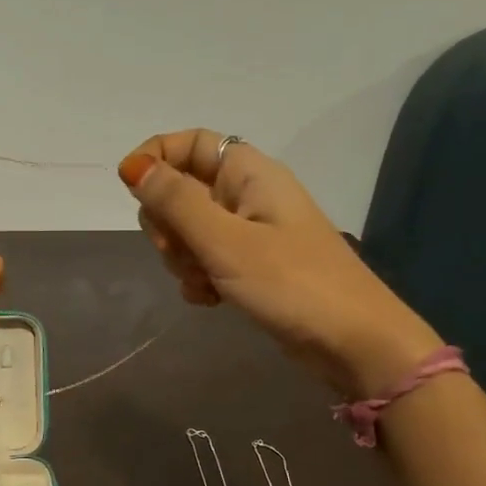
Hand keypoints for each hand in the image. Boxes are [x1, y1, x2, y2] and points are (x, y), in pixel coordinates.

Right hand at [117, 129, 440, 398]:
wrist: (354, 343)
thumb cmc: (291, 283)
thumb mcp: (224, 240)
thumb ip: (175, 202)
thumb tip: (133, 166)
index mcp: (248, 174)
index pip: (190, 142)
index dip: (156, 157)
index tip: (131, 188)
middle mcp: (248, 195)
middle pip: (182, 190)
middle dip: (168, 223)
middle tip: (181, 252)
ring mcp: (251, 232)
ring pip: (190, 230)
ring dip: (183, 257)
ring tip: (205, 282)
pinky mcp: (252, 266)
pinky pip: (207, 259)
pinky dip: (200, 278)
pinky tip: (211, 300)